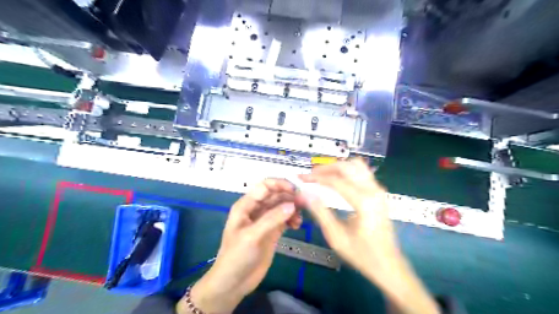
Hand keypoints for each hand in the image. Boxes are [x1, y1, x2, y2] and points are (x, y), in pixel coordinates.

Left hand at [178, 179, 301, 313]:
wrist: (233, 283)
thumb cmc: (237, 256)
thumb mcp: (252, 236)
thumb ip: (272, 219)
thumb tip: (293, 205)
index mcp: (246, 205)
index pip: (264, 187)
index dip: (279, 184)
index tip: (296, 190)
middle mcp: (256, 209)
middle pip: (275, 195)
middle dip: (289, 196)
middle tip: (304, 203)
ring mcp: (265, 220)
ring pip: (281, 206)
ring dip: (292, 208)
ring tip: (300, 218)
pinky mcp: (272, 231)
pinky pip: (285, 219)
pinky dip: (292, 219)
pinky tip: (297, 225)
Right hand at [296, 159, 441, 313]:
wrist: (388, 265)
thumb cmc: (362, 254)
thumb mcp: (336, 236)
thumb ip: (320, 212)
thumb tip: (304, 194)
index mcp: (363, 201)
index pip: (335, 181)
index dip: (315, 178)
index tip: (301, 179)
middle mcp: (373, 190)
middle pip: (346, 166)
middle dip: (325, 168)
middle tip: (310, 175)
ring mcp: (378, 189)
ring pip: (356, 165)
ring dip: (337, 167)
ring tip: (322, 176)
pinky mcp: (379, 192)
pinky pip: (362, 172)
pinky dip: (347, 171)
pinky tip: (336, 180)